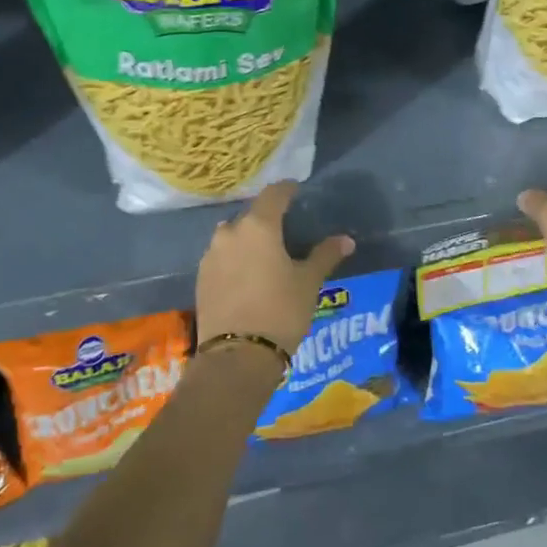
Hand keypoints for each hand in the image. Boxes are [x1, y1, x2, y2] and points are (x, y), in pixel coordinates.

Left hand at [195, 182, 354, 352]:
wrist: (237, 356)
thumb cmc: (280, 311)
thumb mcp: (308, 283)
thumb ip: (325, 256)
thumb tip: (346, 240)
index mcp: (258, 227)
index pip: (273, 195)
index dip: (287, 189)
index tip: (296, 189)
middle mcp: (229, 233)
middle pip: (250, 215)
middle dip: (266, 219)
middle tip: (284, 229)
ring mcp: (211, 256)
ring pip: (232, 237)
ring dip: (247, 239)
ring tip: (263, 254)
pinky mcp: (201, 278)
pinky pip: (221, 258)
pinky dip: (234, 259)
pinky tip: (246, 276)